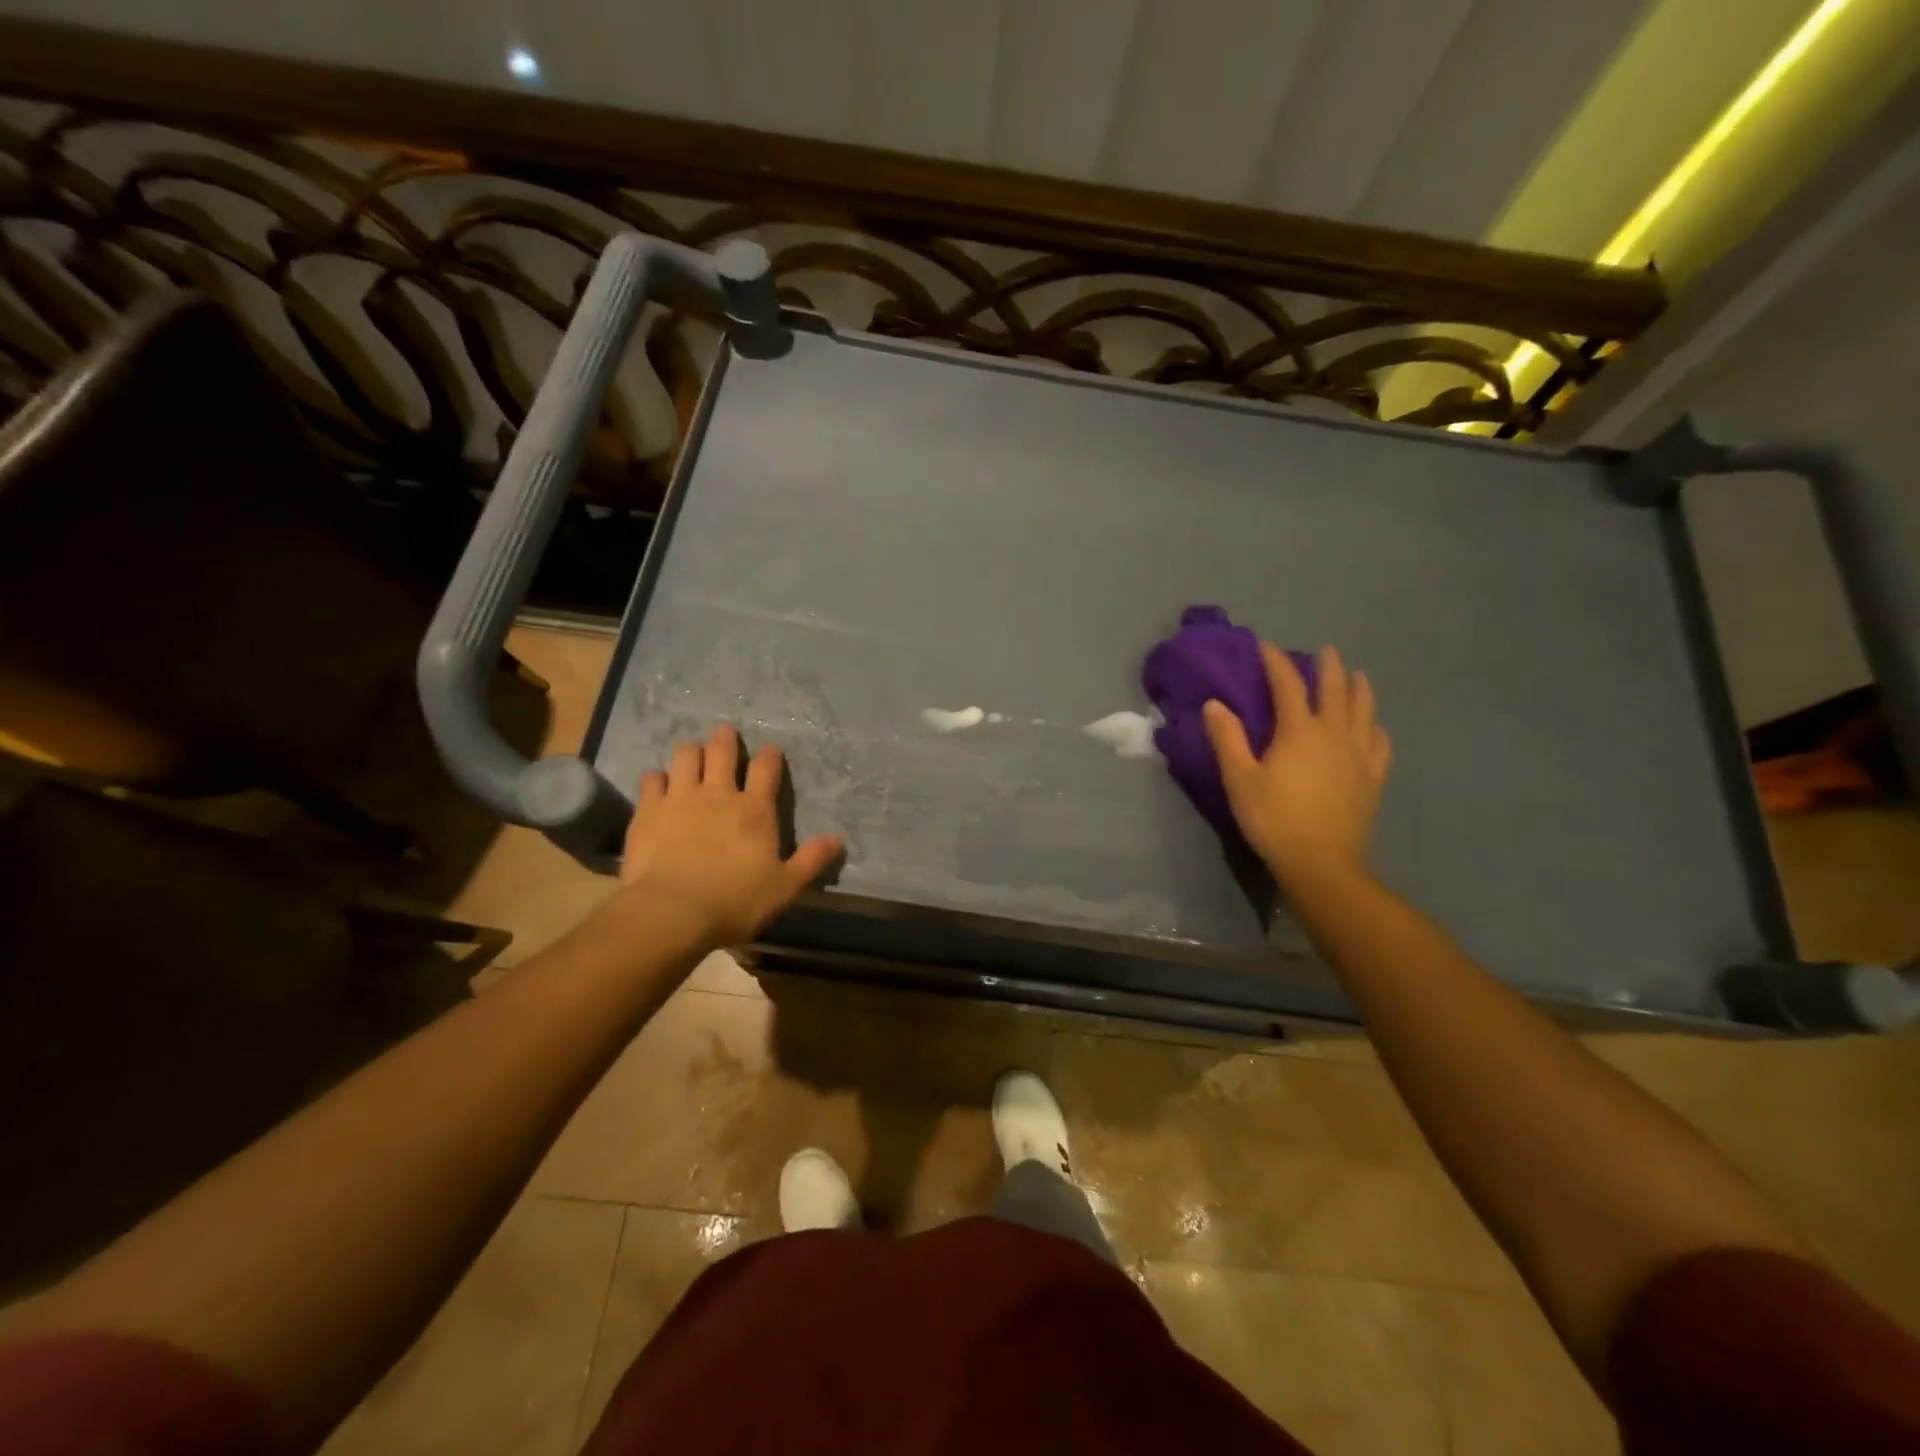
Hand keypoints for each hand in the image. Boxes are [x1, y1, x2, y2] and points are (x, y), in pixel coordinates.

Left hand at [614, 723, 843, 946]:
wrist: (671, 913)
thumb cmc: (735, 902)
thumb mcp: (785, 887)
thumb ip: (812, 860)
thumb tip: (839, 839)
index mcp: (755, 809)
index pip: (766, 769)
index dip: (769, 756)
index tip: (770, 750)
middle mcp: (718, 794)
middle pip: (722, 751)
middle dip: (725, 739)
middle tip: (725, 732)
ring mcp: (680, 798)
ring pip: (685, 756)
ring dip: (692, 751)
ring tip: (693, 753)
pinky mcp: (648, 810)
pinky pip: (652, 779)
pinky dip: (657, 777)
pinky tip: (659, 783)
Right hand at [1202, 644, 1391, 883]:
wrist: (1322, 863)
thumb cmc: (1274, 819)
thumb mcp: (1240, 780)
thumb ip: (1227, 739)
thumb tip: (1215, 704)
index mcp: (1299, 731)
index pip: (1288, 684)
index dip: (1276, 662)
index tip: (1266, 646)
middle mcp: (1334, 733)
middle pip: (1335, 690)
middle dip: (1328, 666)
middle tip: (1324, 650)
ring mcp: (1359, 755)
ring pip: (1364, 710)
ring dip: (1359, 688)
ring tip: (1357, 675)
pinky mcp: (1373, 777)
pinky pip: (1380, 743)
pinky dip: (1375, 727)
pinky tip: (1374, 726)